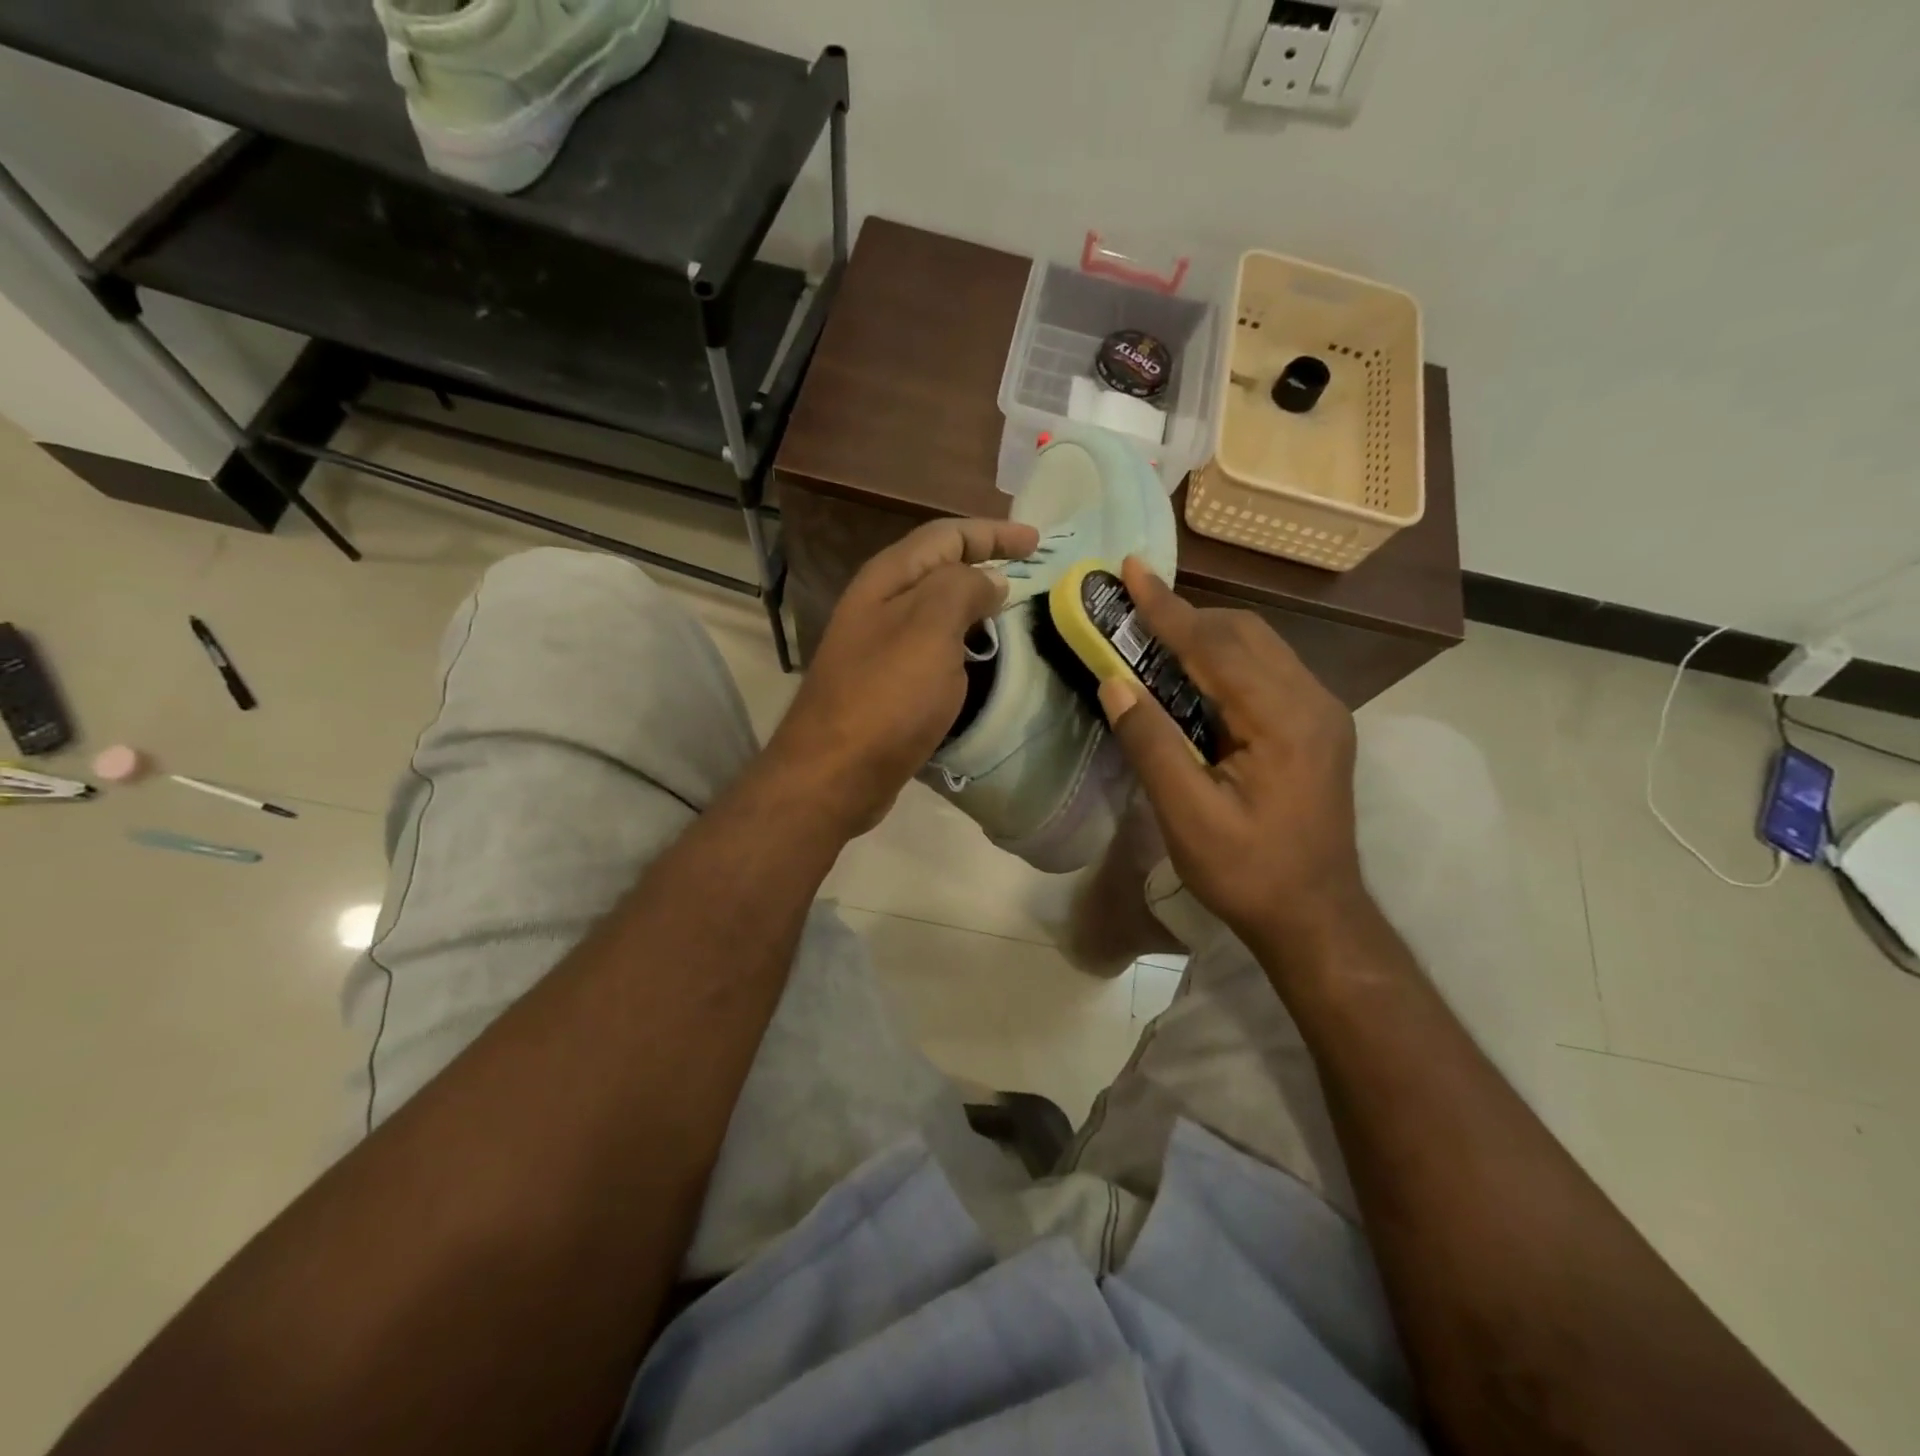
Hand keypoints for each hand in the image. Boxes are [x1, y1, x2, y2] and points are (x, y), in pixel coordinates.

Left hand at [765, 517, 1039, 835]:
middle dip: (985, 565)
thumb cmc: (886, 696)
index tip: (1038, 543)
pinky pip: (934, 650)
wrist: (835, 773)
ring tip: (1015, 615)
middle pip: (940, 570)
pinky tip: (983, 661)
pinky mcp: (887, 686)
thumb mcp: (931, 627)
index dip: (993, 533)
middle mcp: (880, 606)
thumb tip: (990, 580)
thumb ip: (963, 589)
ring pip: (937, 612)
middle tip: (1031, 577)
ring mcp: (880, 647)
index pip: (946, 535)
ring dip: (975, 608)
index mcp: (888, 579)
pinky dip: (963, 646)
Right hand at [1097, 556, 1369, 961]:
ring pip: (1259, 647)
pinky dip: (1225, 660)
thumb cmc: (1248, 873)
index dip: (1167, 608)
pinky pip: (1267, 670)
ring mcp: (1322, 712)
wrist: (1316, 917)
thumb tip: (1114, 682)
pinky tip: (1194, 679)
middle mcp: (1313, 702)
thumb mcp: (1187, 816)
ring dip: (1206, 635)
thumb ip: (1152, 743)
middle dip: (1187, 616)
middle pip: (1245, 633)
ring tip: (1155, 640)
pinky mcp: (1317, 726)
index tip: (1131, 569)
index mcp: (1284, 721)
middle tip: (1133, 612)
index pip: (1216, 646)